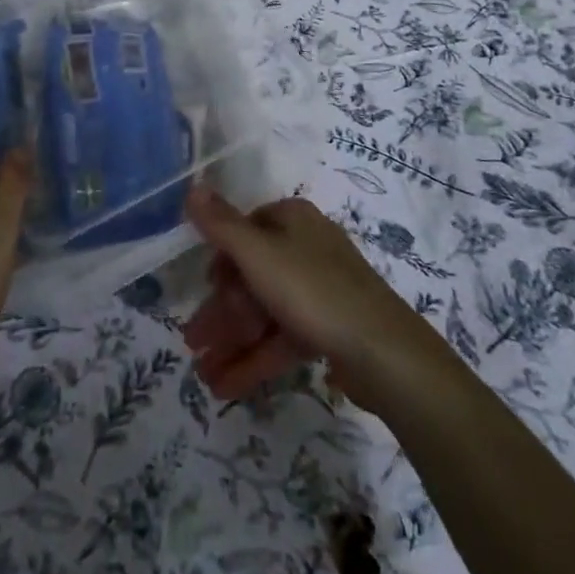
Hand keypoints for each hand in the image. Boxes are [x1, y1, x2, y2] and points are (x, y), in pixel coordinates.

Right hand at [181, 187, 448, 412]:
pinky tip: (226, 387)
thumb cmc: (313, 290)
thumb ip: (222, 224)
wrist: (384, 351)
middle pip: (252, 275)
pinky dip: (256, 358)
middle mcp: (306, 247)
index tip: (203, 288)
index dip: (221, 260)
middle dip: (221, 311)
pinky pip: (283, 338)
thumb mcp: (259, 254)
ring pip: (265, 311)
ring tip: (201, 375)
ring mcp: (319, 290)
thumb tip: (192, 186)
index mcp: (293, 220)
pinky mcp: (329, 328)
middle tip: (191, 342)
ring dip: (232, 341)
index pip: (246, 230)